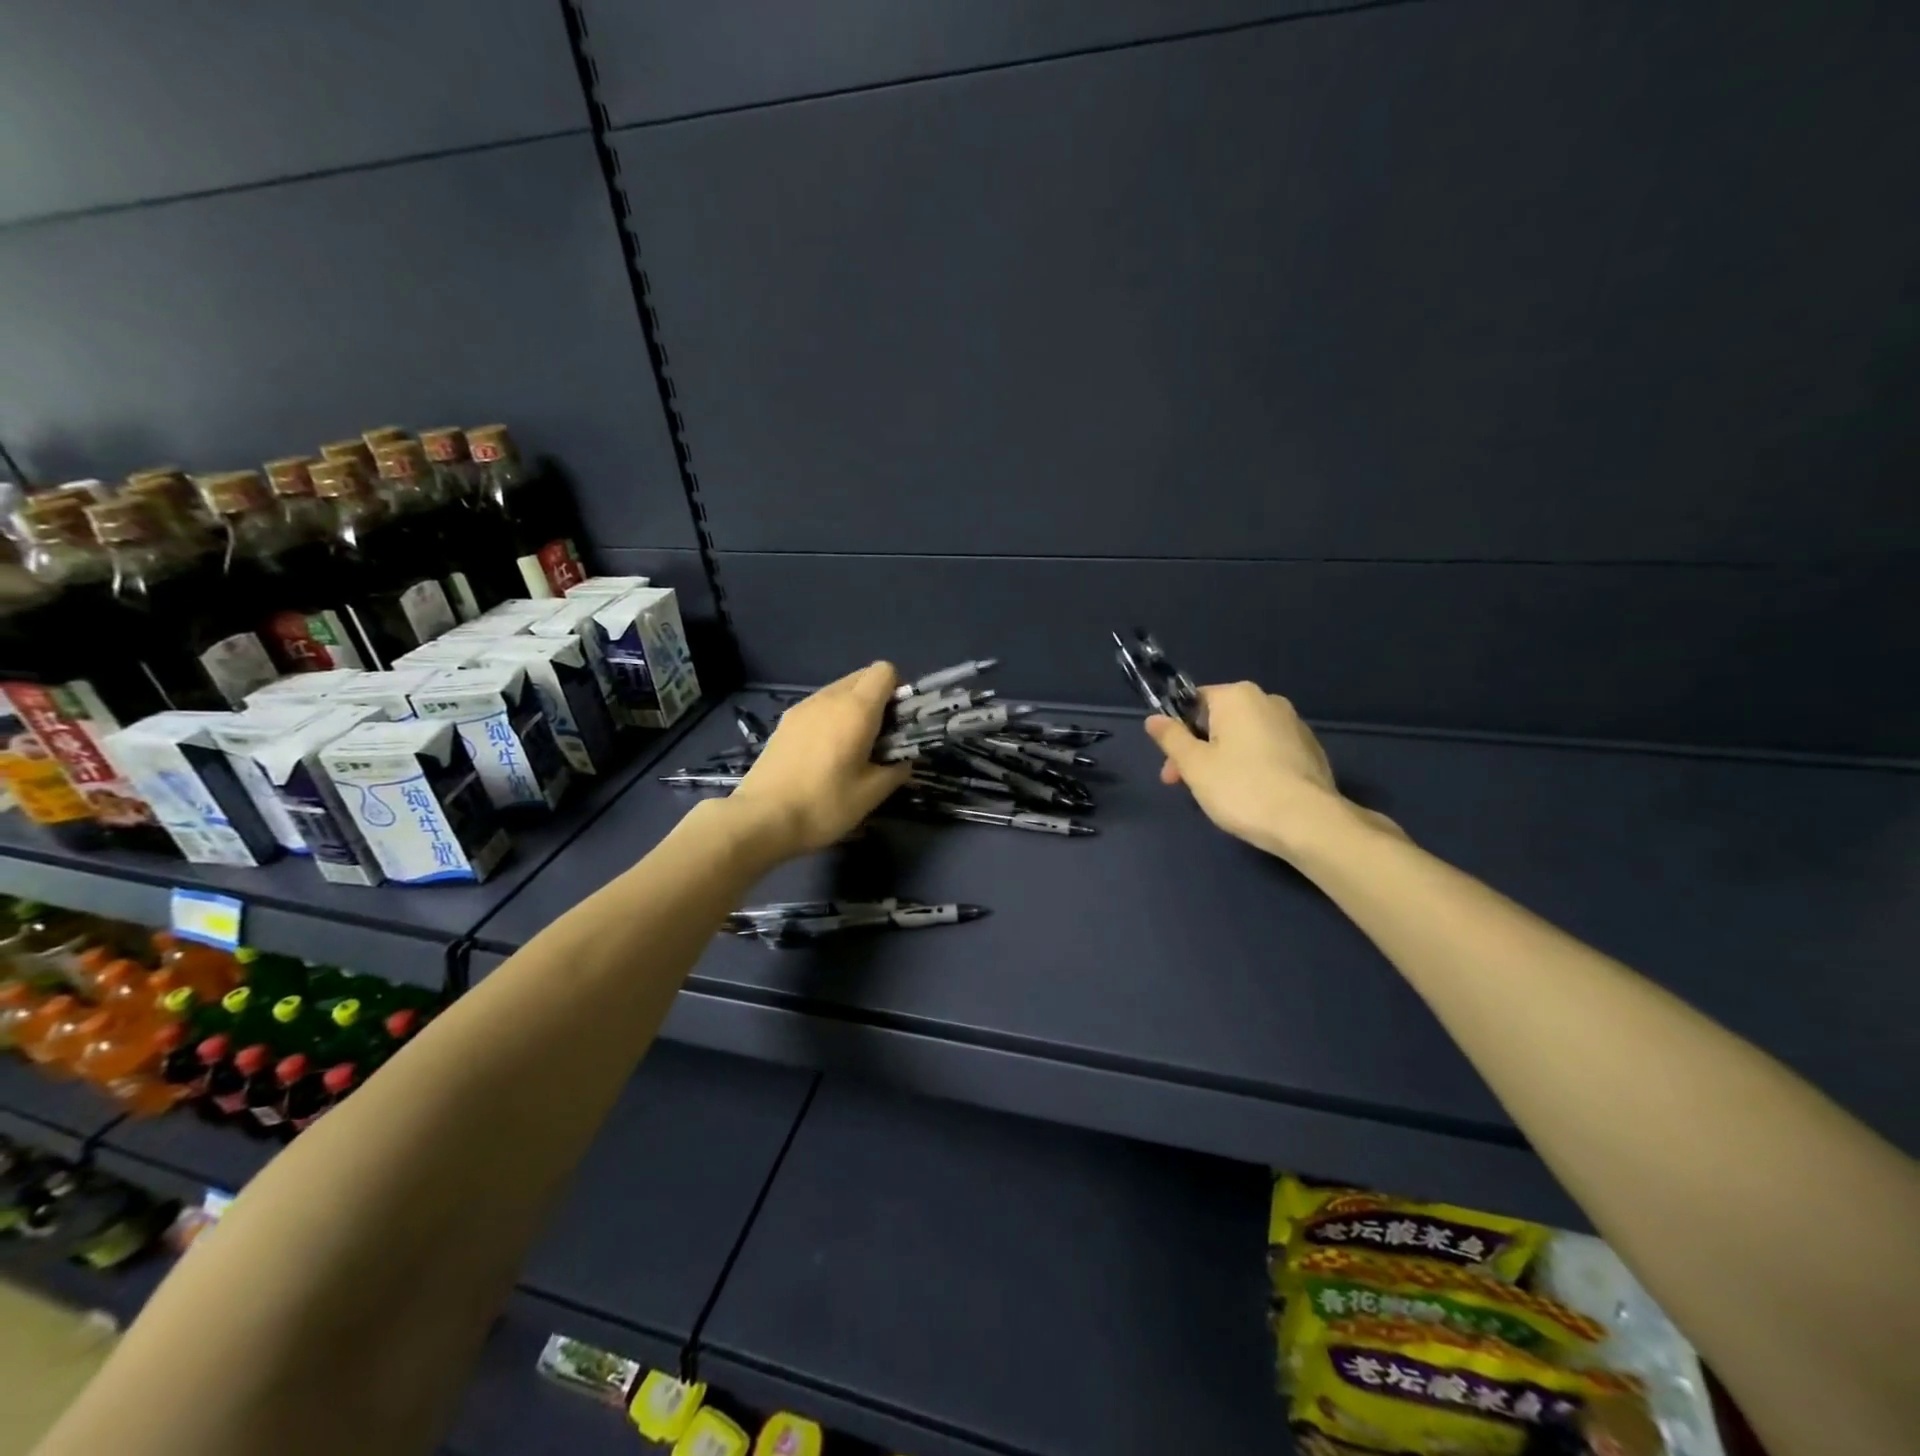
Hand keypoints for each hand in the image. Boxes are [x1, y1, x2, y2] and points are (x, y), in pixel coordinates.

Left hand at [726, 662, 912, 859]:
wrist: (762, 818)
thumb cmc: (824, 804)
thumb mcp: (871, 794)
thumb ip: (896, 770)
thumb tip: (904, 760)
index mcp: (856, 709)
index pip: (885, 671)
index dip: (898, 691)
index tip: (899, 722)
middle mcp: (829, 697)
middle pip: (862, 677)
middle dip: (877, 699)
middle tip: (880, 737)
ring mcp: (802, 707)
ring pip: (838, 691)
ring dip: (853, 709)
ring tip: (852, 747)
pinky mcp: (784, 722)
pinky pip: (818, 706)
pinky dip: (830, 718)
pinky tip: (825, 754)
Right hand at [1145, 682, 1401, 860]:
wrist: (1308, 822)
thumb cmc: (1241, 787)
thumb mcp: (1194, 765)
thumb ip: (1170, 738)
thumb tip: (1153, 719)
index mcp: (1238, 696)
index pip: (1193, 702)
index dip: (1176, 733)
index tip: (1171, 768)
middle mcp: (1269, 701)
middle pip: (1218, 721)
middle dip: (1198, 751)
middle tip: (1188, 787)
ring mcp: (1294, 725)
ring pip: (1243, 738)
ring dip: (1223, 760)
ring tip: (1219, 795)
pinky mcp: (1310, 750)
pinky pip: (1268, 752)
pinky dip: (1252, 768)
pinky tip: (1250, 796)